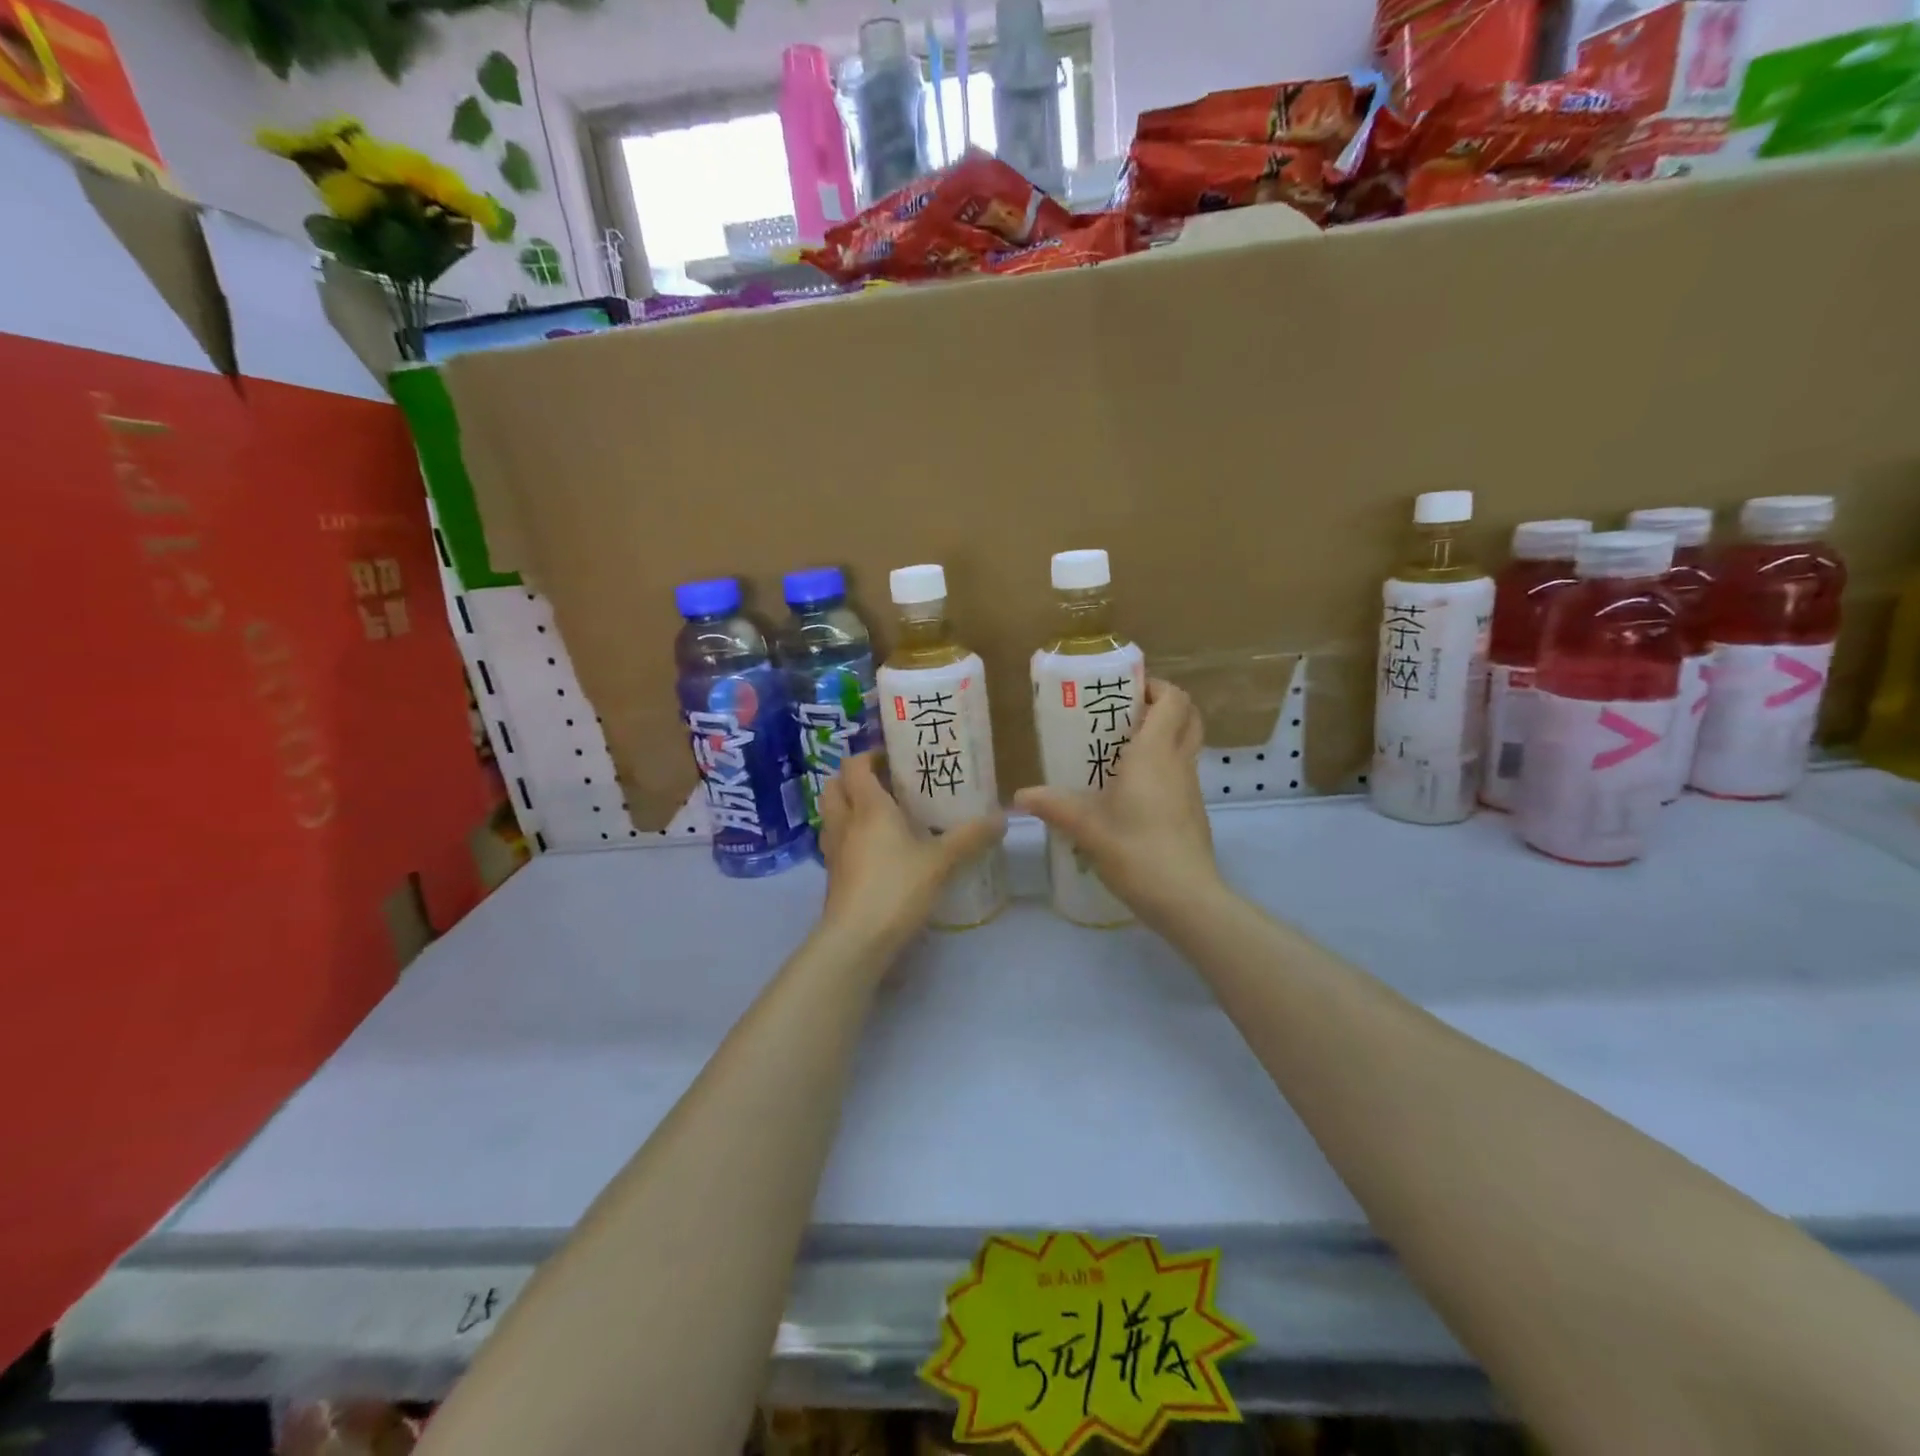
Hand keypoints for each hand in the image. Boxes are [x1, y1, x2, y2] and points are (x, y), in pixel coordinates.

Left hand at [817, 754, 1005, 952]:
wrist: (857, 939)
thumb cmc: (897, 887)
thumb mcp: (941, 861)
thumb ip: (970, 837)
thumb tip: (1001, 818)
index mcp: (868, 807)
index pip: (855, 766)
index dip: (870, 756)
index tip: (894, 759)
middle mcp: (844, 821)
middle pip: (834, 785)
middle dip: (854, 779)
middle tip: (885, 784)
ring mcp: (833, 849)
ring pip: (832, 814)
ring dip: (849, 807)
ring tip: (882, 815)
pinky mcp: (833, 875)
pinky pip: (837, 842)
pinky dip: (851, 836)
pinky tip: (877, 850)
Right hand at [1014, 681, 1221, 931]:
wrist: (1186, 898)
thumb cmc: (1136, 851)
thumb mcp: (1086, 827)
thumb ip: (1053, 806)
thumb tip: (1019, 796)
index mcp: (1155, 753)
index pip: (1173, 700)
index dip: (1155, 687)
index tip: (1125, 691)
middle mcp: (1178, 762)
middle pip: (1188, 716)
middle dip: (1162, 706)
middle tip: (1126, 714)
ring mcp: (1190, 788)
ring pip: (1186, 745)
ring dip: (1163, 736)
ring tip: (1121, 750)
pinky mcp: (1193, 812)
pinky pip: (1181, 773)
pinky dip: (1163, 766)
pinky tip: (1131, 790)